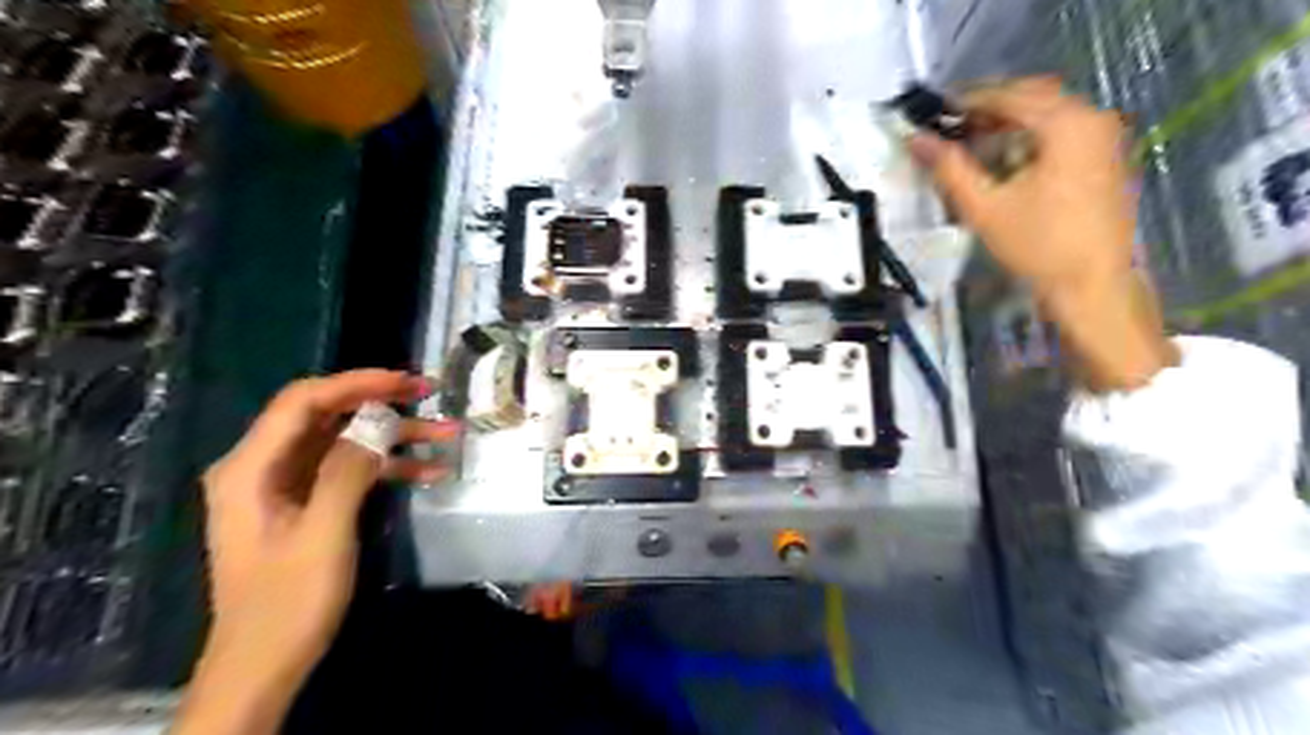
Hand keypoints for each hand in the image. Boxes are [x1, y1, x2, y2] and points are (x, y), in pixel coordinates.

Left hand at [175, 370, 455, 734]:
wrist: (264, 665)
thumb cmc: (287, 602)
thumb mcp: (322, 535)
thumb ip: (346, 472)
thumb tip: (378, 423)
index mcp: (251, 468)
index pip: (303, 401)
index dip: (357, 383)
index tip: (408, 382)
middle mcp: (264, 467)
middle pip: (326, 416)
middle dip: (380, 403)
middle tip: (431, 395)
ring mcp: (287, 486)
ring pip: (345, 442)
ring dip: (394, 436)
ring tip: (446, 433)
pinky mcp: (308, 504)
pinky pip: (350, 470)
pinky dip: (388, 467)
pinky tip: (430, 471)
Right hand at [915, 73, 1177, 390]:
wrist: (1093, 286)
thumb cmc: (1039, 245)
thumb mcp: (985, 206)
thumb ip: (948, 168)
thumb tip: (916, 140)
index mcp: (1067, 123)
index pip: (1009, 95)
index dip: (967, 100)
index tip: (932, 111)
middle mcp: (1092, 120)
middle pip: (1032, 99)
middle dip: (987, 110)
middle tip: (946, 128)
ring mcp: (1103, 140)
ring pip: (1046, 117)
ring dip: (1006, 125)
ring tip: (966, 144)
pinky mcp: (1103, 161)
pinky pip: (1059, 134)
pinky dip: (1026, 139)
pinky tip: (1001, 161)